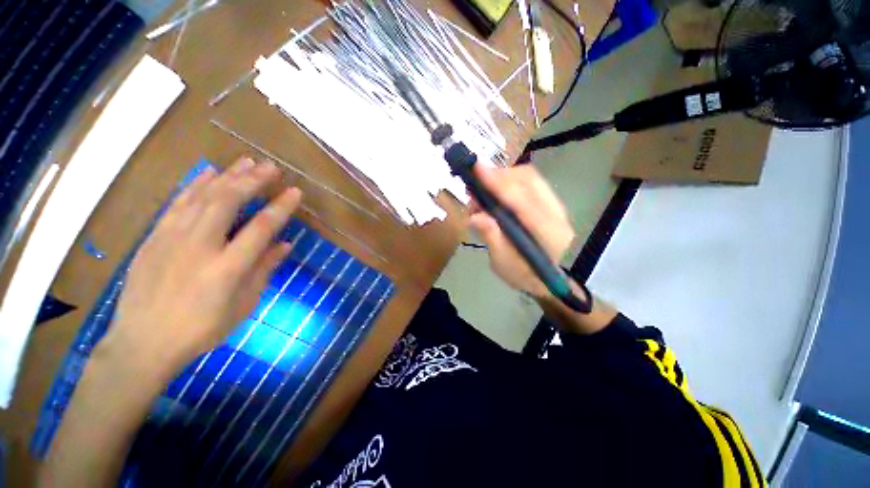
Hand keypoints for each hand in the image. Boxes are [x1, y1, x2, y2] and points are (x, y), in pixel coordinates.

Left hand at [99, 157, 301, 379]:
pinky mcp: (154, 237)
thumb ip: (264, 270)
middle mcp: (200, 247)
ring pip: (202, 197)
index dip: (281, 207)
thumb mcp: (243, 304)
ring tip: (246, 161)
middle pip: (228, 202)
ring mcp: (172, 239)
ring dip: (227, 176)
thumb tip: (286, 244)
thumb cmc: (202, 329)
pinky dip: (195, 185)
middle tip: (271, 166)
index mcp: (227, 268)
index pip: (261, 228)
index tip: (295, 191)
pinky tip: (209, 173)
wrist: (143, 343)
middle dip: (252, 180)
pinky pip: (178, 203)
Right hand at [468, 164, 574, 297]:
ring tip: (483, 193)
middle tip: (474, 186)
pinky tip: (496, 194)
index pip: (521, 200)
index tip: (476, 169)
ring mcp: (556, 206)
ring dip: (503, 178)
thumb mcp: (502, 263)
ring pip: (529, 178)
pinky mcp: (550, 203)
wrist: (548, 279)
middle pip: (528, 179)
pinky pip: (529, 183)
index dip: (498, 183)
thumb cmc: (524, 276)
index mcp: (546, 233)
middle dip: (498, 176)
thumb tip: (474, 216)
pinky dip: (509, 183)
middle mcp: (556, 213)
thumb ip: (491, 237)